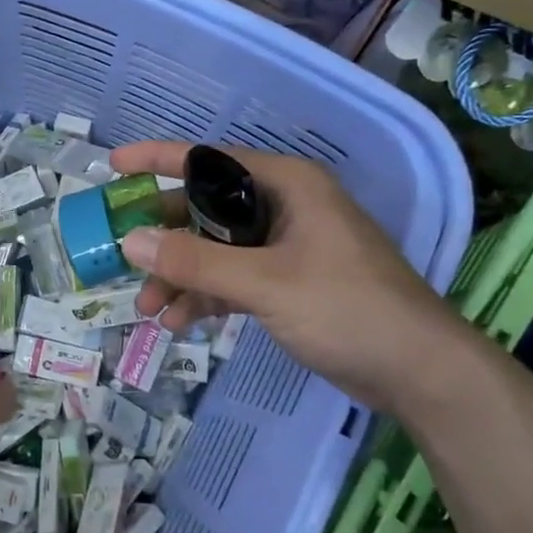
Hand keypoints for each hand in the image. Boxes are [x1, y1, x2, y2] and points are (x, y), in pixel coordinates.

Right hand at [109, 141, 472, 410]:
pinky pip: (233, 277)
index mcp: (286, 184)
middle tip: (122, 258)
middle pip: (206, 208)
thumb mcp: (265, 283)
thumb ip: (195, 262)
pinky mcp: (288, 281)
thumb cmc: (347, 308)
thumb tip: (129, 241)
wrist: (419, 372)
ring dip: (181, 275)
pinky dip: (206, 296)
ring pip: (216, 248)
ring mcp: (286, 246)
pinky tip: (181, 322)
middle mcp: (284, 206)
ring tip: (151, 309)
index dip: (158, 159)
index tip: (113, 166)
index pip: (208, 160)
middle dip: (164, 238)